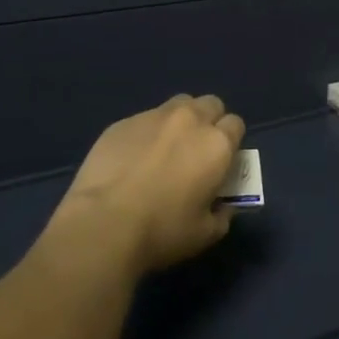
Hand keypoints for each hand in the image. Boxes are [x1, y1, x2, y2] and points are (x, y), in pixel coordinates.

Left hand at [52, 94, 244, 275]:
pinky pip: (144, 119)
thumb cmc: (163, 231)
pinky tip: (133, 158)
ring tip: (166, 148)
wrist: (103, 225)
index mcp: (216, 144)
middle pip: (210, 104)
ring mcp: (153, 116)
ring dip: (180, 120)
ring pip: (178, 105)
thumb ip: (223, 213)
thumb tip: (223, 204)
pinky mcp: (123, 122)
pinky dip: (147, 133)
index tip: (221, 161)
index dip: (230, 141)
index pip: (235, 124)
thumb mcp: (206, 234)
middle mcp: (189, 120)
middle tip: (197, 150)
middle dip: (209, 121)